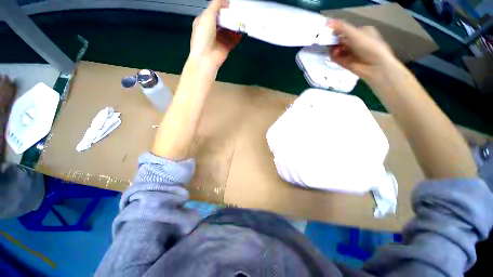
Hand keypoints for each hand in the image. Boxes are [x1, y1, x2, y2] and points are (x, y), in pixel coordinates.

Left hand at [189, 0, 240, 69]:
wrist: (206, 58)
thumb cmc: (204, 35)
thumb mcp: (207, 15)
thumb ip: (216, 5)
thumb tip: (225, 0)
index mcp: (204, 22)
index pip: (214, 12)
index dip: (221, 8)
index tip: (231, 5)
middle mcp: (211, 30)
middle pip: (222, 21)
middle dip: (230, 17)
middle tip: (238, 13)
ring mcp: (219, 40)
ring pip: (228, 31)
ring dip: (234, 26)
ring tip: (242, 21)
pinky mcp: (225, 48)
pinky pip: (233, 41)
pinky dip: (237, 37)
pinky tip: (241, 32)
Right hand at [328, 19, 398, 83]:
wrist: (375, 67)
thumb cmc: (369, 47)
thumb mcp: (355, 35)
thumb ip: (341, 28)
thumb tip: (327, 21)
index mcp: (361, 32)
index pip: (346, 30)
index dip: (336, 31)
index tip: (328, 31)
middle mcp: (356, 42)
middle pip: (340, 40)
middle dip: (334, 41)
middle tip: (328, 41)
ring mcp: (351, 53)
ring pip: (337, 49)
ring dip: (333, 49)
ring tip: (334, 51)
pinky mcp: (346, 62)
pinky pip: (337, 58)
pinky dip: (334, 56)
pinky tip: (334, 55)